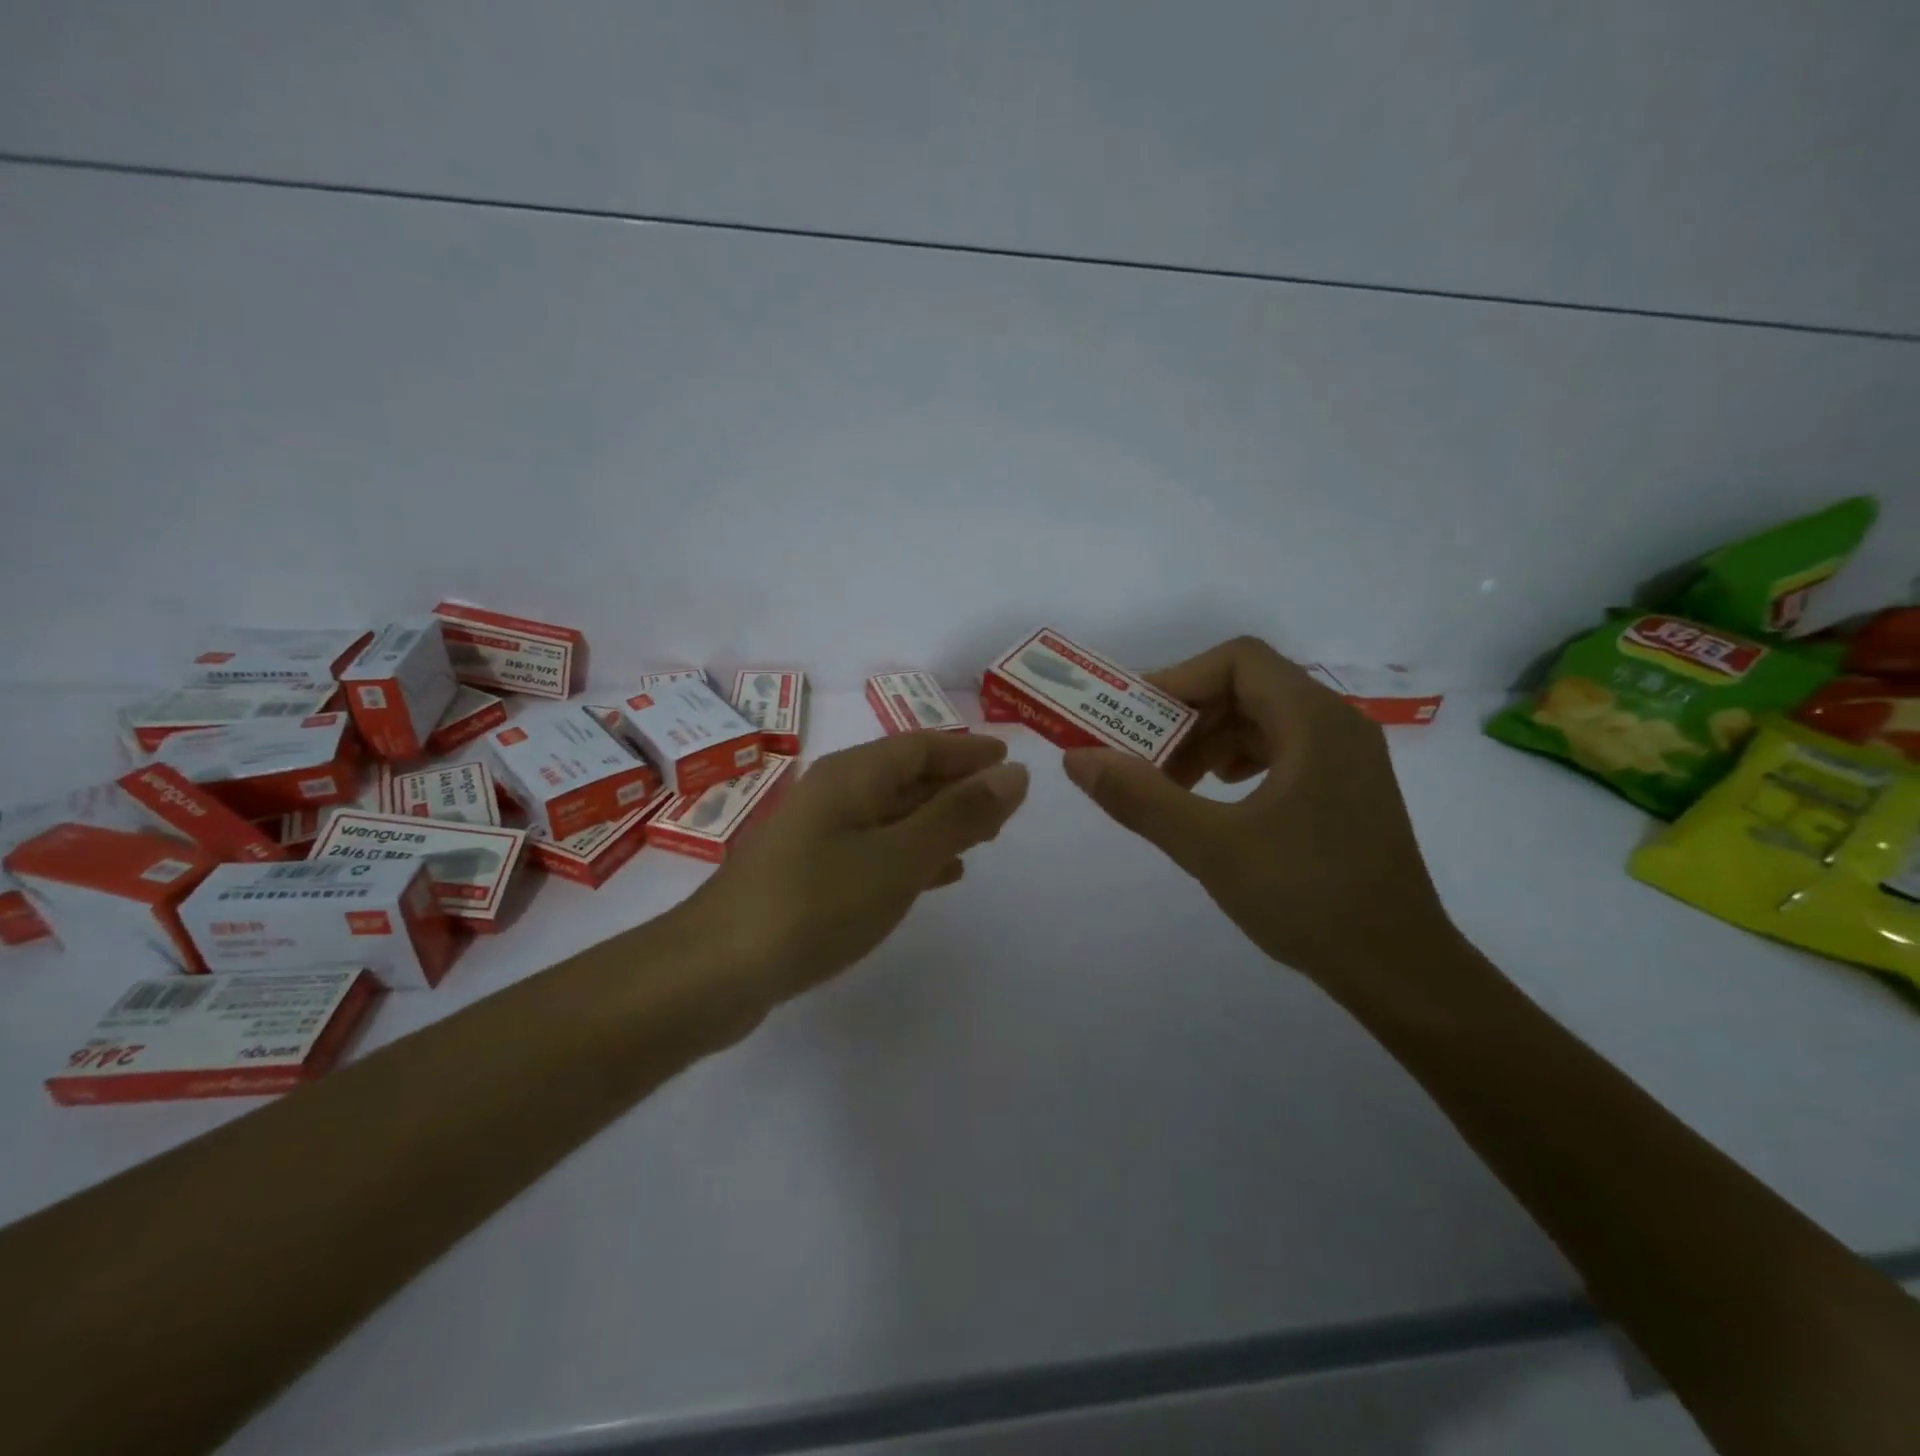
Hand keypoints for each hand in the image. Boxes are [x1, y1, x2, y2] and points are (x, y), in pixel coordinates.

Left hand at [692, 733, 1029, 1003]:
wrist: (717, 970)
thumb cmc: (816, 904)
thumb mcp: (899, 858)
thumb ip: (958, 816)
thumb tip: (1014, 775)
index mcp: (851, 776)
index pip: (921, 746)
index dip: (967, 752)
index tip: (1008, 759)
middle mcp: (833, 795)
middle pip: (906, 778)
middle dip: (956, 786)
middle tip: (1004, 804)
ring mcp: (817, 837)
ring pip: (892, 816)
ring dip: (938, 821)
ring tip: (983, 837)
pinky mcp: (809, 876)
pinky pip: (875, 850)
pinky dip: (911, 854)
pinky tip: (936, 876)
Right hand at [1062, 636, 1454, 986]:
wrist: (1398, 969)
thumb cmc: (1307, 898)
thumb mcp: (1211, 847)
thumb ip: (1141, 798)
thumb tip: (1077, 758)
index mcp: (1314, 722)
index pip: (1238, 661)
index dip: (1178, 679)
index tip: (1134, 719)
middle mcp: (1336, 725)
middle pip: (1248, 687)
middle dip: (1187, 716)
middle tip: (1143, 758)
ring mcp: (1347, 758)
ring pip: (1263, 719)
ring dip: (1209, 740)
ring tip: (1174, 784)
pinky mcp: (1346, 789)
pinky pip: (1282, 750)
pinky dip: (1238, 761)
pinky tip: (1217, 798)